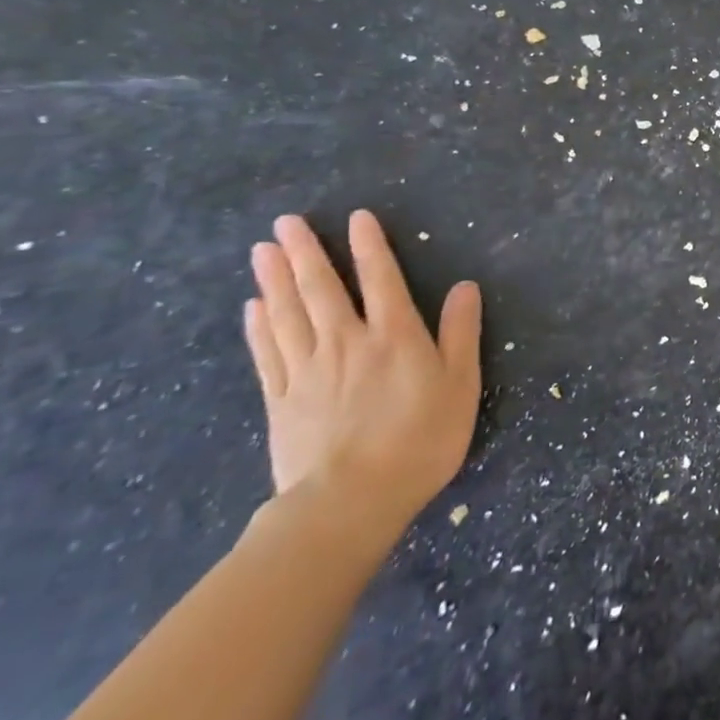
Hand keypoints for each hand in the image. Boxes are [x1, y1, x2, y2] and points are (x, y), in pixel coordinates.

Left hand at [245, 211, 481, 540]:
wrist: (351, 501)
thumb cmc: (421, 439)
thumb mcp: (461, 384)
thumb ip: (461, 333)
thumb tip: (465, 287)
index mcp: (394, 336)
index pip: (380, 278)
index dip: (369, 246)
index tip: (356, 218)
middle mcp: (346, 342)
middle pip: (321, 289)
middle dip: (305, 252)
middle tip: (285, 222)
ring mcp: (307, 371)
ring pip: (288, 314)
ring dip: (275, 279)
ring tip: (262, 250)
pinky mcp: (281, 401)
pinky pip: (267, 354)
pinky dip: (259, 326)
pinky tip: (254, 307)